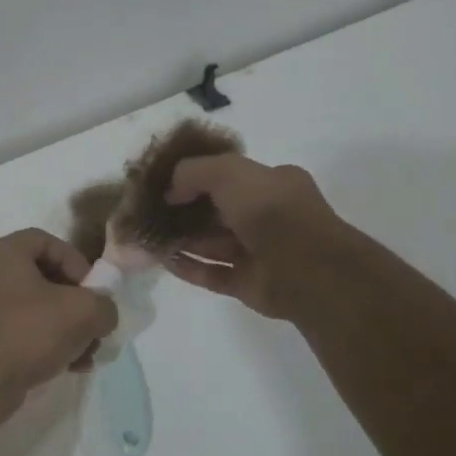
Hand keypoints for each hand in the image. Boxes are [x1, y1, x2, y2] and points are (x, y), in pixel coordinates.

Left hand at [0, 229, 120, 396]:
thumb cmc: (29, 333)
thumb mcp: (83, 312)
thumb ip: (104, 305)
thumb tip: (102, 314)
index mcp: (5, 253)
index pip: (48, 241)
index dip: (76, 261)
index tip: (93, 290)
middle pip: (46, 276)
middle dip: (77, 301)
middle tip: (94, 322)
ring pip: (39, 307)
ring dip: (69, 327)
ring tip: (89, 351)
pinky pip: (26, 329)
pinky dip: (51, 342)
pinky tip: (73, 365)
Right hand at [161, 154, 356, 319]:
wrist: (307, 269)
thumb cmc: (271, 210)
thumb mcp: (230, 172)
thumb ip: (194, 172)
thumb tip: (170, 191)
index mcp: (273, 184)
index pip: (230, 177)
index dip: (197, 178)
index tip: (165, 183)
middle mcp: (267, 217)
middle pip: (218, 212)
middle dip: (185, 211)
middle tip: (151, 211)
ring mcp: (258, 253)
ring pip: (213, 244)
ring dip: (182, 239)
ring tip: (148, 236)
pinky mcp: (248, 284)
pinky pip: (212, 273)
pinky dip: (188, 267)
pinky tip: (162, 260)